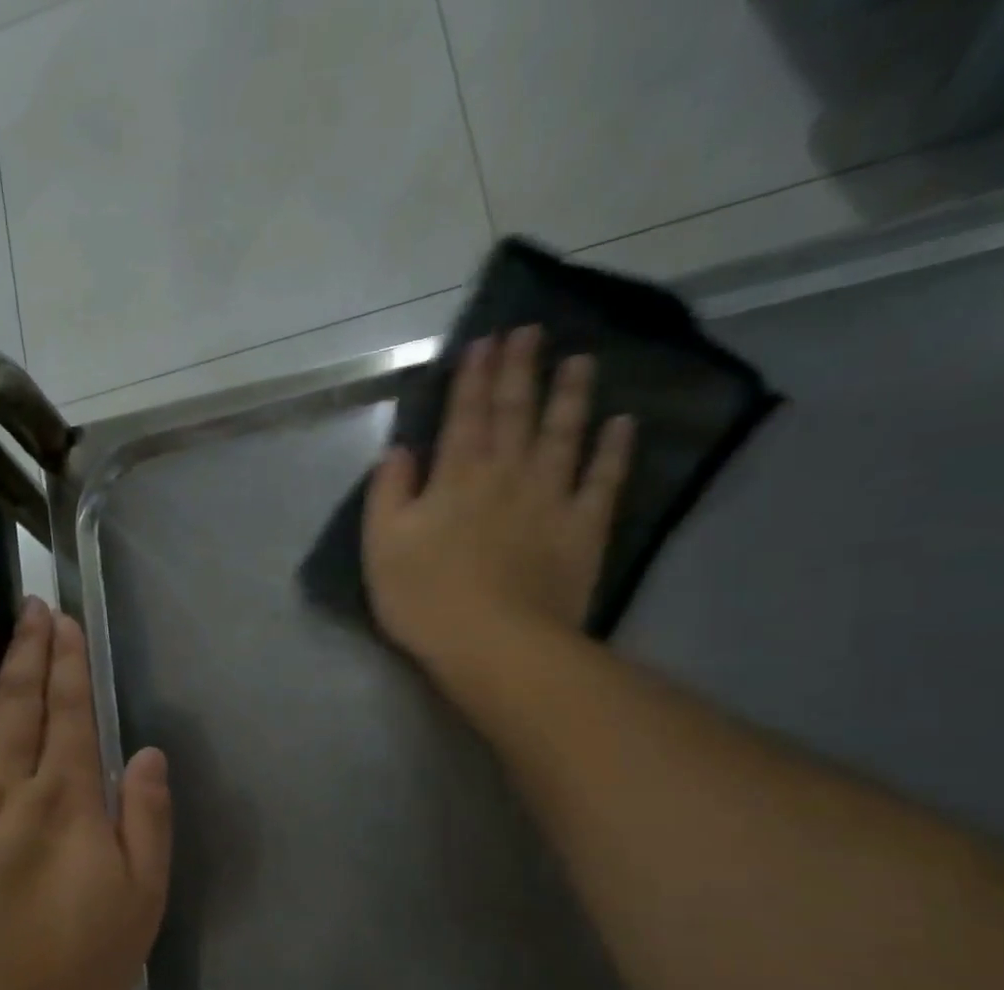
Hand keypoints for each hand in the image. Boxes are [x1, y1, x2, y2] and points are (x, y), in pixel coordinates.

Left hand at [0, 589, 171, 989]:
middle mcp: (5, 788)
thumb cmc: (70, 968)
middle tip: (23, 598)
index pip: (67, 712)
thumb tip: (146, 754)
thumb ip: (147, 821)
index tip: (61, 619)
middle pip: (14, 700)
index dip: (66, 662)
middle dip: (22, 644)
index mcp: (65, 802)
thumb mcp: (140, 903)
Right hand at [363, 326, 635, 669]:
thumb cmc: (425, 598)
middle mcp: (507, 474)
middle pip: (516, 412)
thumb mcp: (381, 546)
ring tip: (579, 361)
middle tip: (531, 331)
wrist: (494, 644)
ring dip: (570, 394)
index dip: (473, 377)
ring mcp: (551, 498)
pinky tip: (622, 423)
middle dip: (520, 369)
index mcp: (456, 477)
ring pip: (563, 434)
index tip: (485, 341)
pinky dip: (614, 449)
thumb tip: (400, 451)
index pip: (465, 414)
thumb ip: (388, 493)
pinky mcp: (583, 529)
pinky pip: (603, 480)